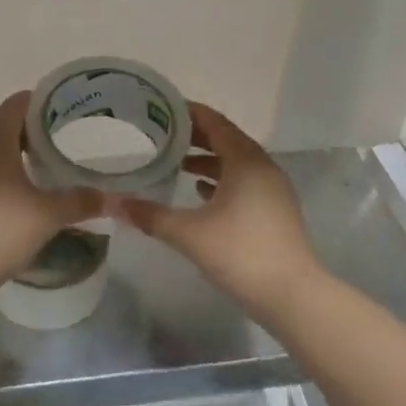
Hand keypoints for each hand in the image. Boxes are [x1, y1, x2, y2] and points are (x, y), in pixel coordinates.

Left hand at [0, 92, 101, 292]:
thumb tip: (112, 198)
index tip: (66, 111)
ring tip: (45, 167)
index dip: (41, 102)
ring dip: (16, 154)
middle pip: (4, 125)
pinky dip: (2, 176)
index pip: (16, 103)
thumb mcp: (49, 214)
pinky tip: (21, 195)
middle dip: (32, 130)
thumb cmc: (1, 228)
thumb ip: (82, 201)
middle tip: (64, 140)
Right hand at [112, 103, 322, 319]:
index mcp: (245, 161)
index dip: (188, 113)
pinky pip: (244, 181)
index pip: (214, 123)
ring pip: (235, 162)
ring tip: (175, 162)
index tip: (160, 108)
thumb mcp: (188, 233)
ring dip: (207, 159)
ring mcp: (272, 190)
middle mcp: (262, 167)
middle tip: (160, 134)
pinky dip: (221, 180)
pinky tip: (199, 193)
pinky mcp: (274, 210)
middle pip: (225, 139)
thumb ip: (149, 215)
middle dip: (194, 136)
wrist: (293, 296)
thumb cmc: (241, 253)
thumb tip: (113, 203)